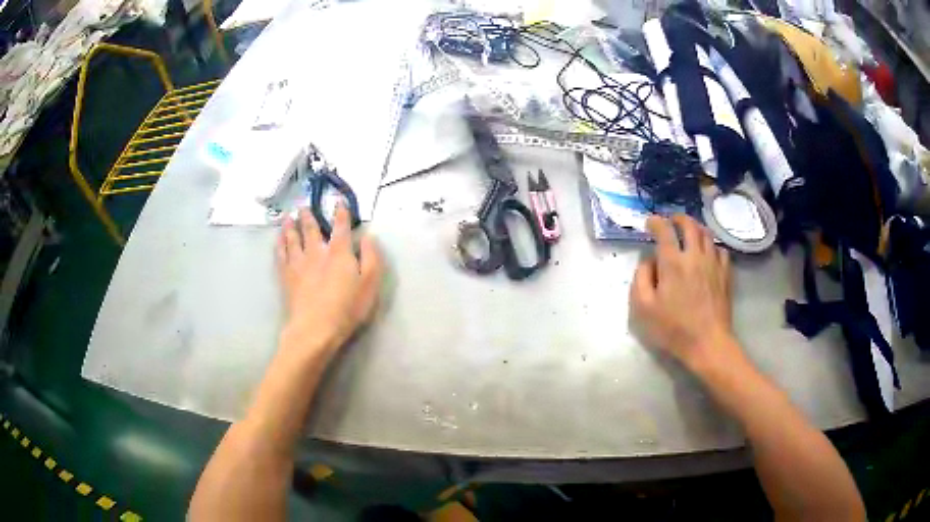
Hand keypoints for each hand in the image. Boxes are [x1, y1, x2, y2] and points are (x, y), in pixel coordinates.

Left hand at [276, 205, 382, 358]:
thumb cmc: (347, 308)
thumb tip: (368, 237)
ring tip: (288, 217)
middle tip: (303, 206)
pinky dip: (279, 244)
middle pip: (311, 229)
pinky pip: (281, 255)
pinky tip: (278, 240)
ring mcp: (299, 263)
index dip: (341, 212)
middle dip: (308, 216)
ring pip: (292, 238)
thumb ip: (371, 258)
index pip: (341, 226)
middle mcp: (317, 252)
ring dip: (290, 226)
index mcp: (339, 252)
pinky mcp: (287, 277)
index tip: (339, 201)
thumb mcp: (370, 284)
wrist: (316, 328)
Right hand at [629, 214, 739, 371]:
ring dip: (696, 228)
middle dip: (678, 218)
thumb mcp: (644, 309)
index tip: (650, 223)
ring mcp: (713, 263)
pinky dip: (711, 246)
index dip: (655, 222)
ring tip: (690, 232)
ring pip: (707, 234)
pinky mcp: (725, 274)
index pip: (664, 230)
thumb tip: (648, 262)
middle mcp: (694, 256)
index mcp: (672, 263)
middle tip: (672, 221)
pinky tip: (708, 253)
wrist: (708, 343)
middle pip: (689, 225)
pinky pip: (720, 250)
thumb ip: (640, 279)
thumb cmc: (673, 328)